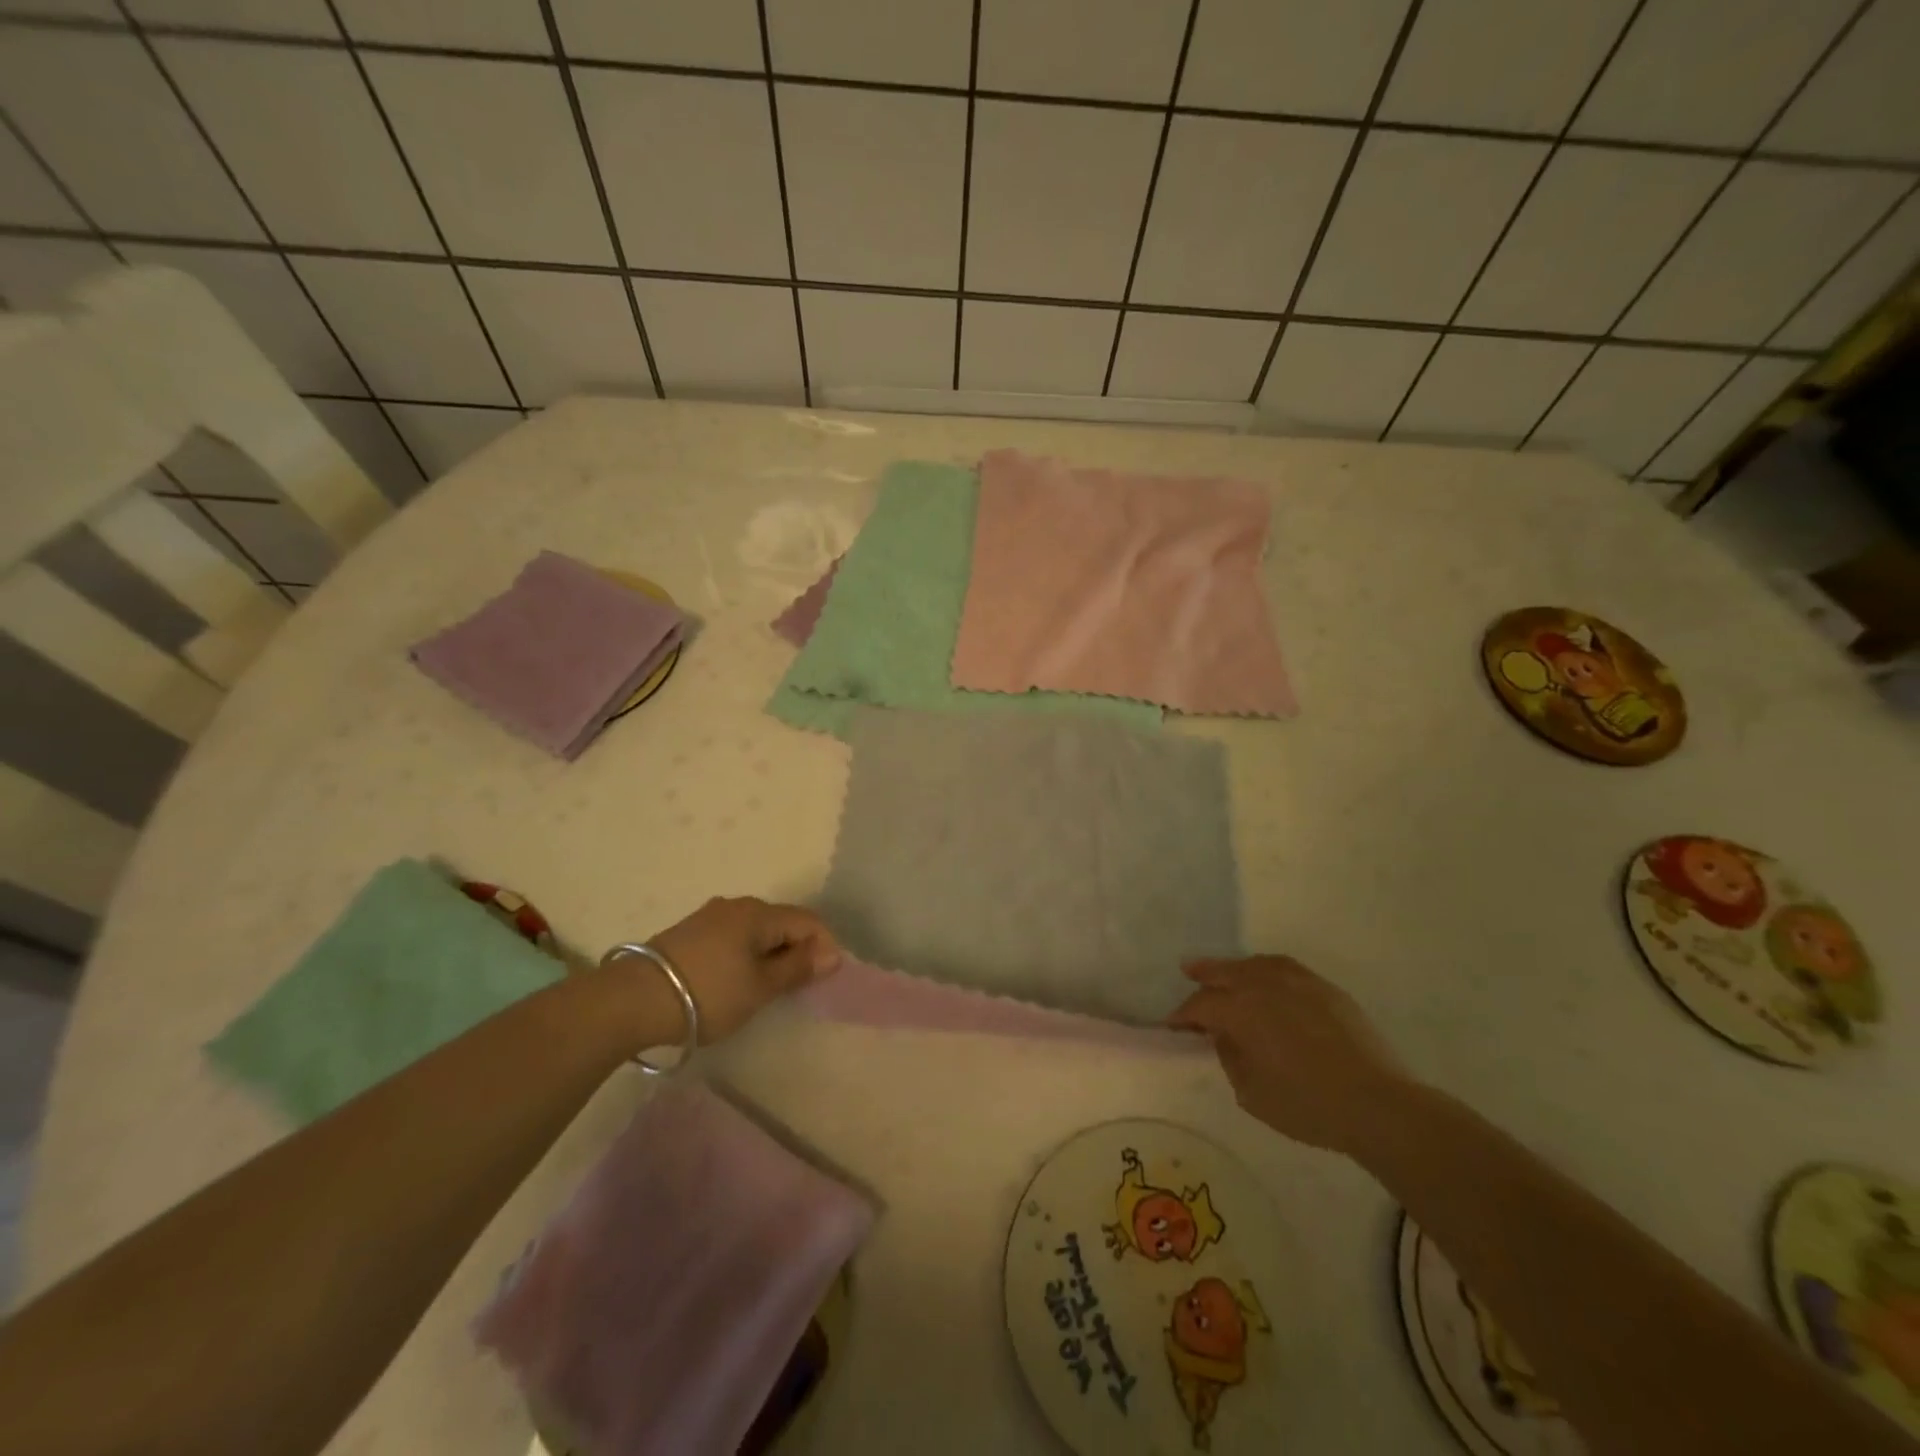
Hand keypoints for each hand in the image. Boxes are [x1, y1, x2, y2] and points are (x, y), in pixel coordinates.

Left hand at [646, 896, 841, 1041]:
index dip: (824, 946)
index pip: (808, 921)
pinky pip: (733, 937)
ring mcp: (710, 916)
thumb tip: (832, 954)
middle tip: (797, 987)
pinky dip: (746, 954)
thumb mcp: (760, 987)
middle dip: (797, 949)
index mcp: (759, 913)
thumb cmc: (708, 993)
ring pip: (756, 930)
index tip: (824, 980)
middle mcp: (737, 905)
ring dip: (770, 953)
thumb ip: (797, 969)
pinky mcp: (690, 932)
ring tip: (767, 987)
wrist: (633, 999)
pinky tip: (736, 979)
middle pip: (782, 922)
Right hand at [1168, 955, 1414, 1155]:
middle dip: (1202, 974)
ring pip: (1254, 964)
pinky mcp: (1323, 988)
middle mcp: (1263, 985)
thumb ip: (1231, 1057)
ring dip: (1233, 967)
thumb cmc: (1307, 1105)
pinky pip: (1284, 968)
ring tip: (1223, 969)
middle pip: (1224, 972)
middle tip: (1187, 970)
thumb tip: (1225, 1036)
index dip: (1183, 1015)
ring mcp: (1296, 982)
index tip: (1172, 1024)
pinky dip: (1265, 968)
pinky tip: (1264, 975)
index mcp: (1240, 1011)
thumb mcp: (1251, 1093)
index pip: (1201, 1006)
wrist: (1377, 1104)